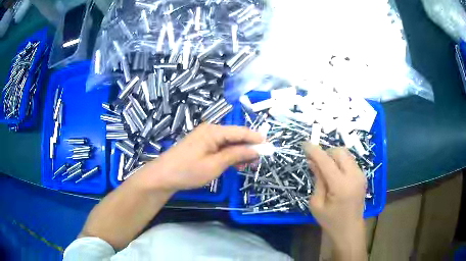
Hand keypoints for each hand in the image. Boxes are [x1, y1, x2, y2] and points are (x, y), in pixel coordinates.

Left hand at [144, 124, 263, 190]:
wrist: (163, 176)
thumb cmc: (188, 171)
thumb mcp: (215, 165)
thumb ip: (237, 155)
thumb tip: (256, 149)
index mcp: (214, 131)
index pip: (241, 131)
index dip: (256, 139)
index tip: (270, 147)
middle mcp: (210, 130)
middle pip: (235, 136)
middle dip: (248, 147)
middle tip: (258, 161)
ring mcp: (204, 137)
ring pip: (228, 143)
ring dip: (239, 153)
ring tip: (248, 166)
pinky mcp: (201, 145)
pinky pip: (220, 147)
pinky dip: (229, 155)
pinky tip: (234, 164)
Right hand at [303, 143, 366, 257]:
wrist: (349, 229)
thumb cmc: (330, 220)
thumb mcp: (317, 204)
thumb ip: (317, 180)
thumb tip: (313, 161)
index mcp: (341, 186)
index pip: (326, 161)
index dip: (314, 151)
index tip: (304, 144)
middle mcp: (354, 176)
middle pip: (340, 152)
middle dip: (326, 153)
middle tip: (316, 162)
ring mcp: (361, 175)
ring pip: (346, 154)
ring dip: (334, 157)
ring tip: (325, 169)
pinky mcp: (362, 176)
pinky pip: (350, 161)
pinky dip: (340, 162)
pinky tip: (335, 174)